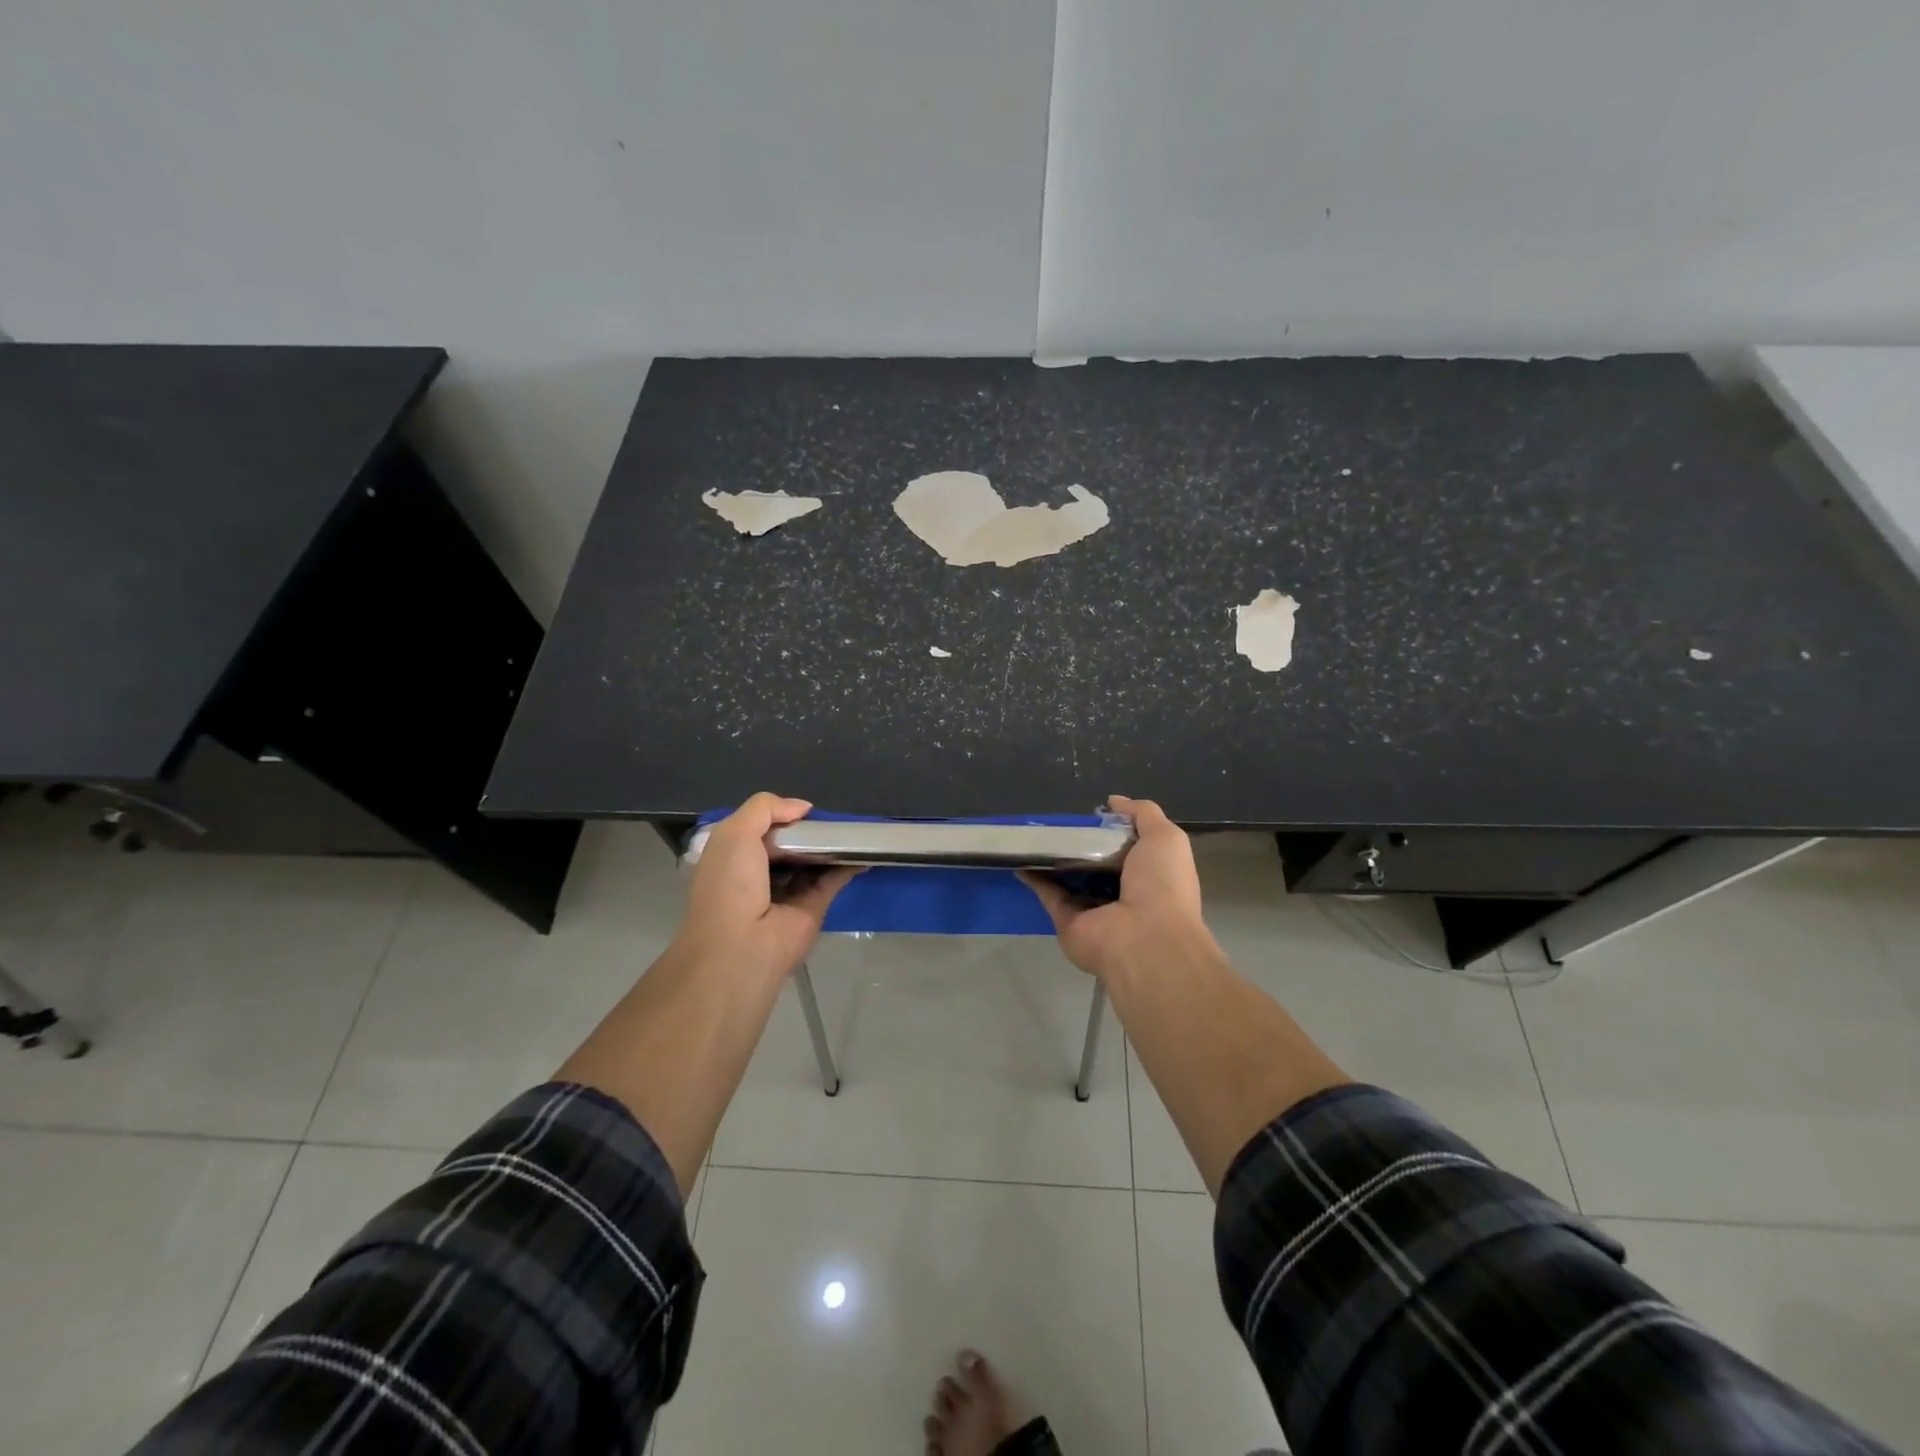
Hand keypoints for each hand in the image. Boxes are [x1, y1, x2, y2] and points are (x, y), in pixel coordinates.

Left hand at [676, 793, 855, 980]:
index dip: (779, 814)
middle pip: (788, 843)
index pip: (758, 827)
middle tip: (830, 816)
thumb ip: (765, 808)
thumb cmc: (731, 884)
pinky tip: (865, 850)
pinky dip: (849, 864)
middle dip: (806, 829)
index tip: (801, 809)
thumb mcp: (735, 833)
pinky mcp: (813, 907)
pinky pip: (833, 879)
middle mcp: (758, 873)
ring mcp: (788, 891)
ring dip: (831, 845)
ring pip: (813, 860)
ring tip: (853, 826)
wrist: (743, 945)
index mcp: (732, 856)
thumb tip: (803, 808)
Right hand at [1023, 795, 1214, 978]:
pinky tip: (1020, 854)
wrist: (1144, 939)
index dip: (1112, 830)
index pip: (1128, 848)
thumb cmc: (1162, 885)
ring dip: (1052, 858)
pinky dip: (1034, 876)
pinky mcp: (1066, 921)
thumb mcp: (1165, 837)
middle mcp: (1122, 893)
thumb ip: (1142, 814)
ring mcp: (1093, 909)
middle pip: (1095, 863)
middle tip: (1058, 820)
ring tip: (1033, 832)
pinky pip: (1048, 894)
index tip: (1092, 814)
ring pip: (1068, 878)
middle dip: (1079, 843)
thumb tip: (1113, 801)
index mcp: (1150, 875)